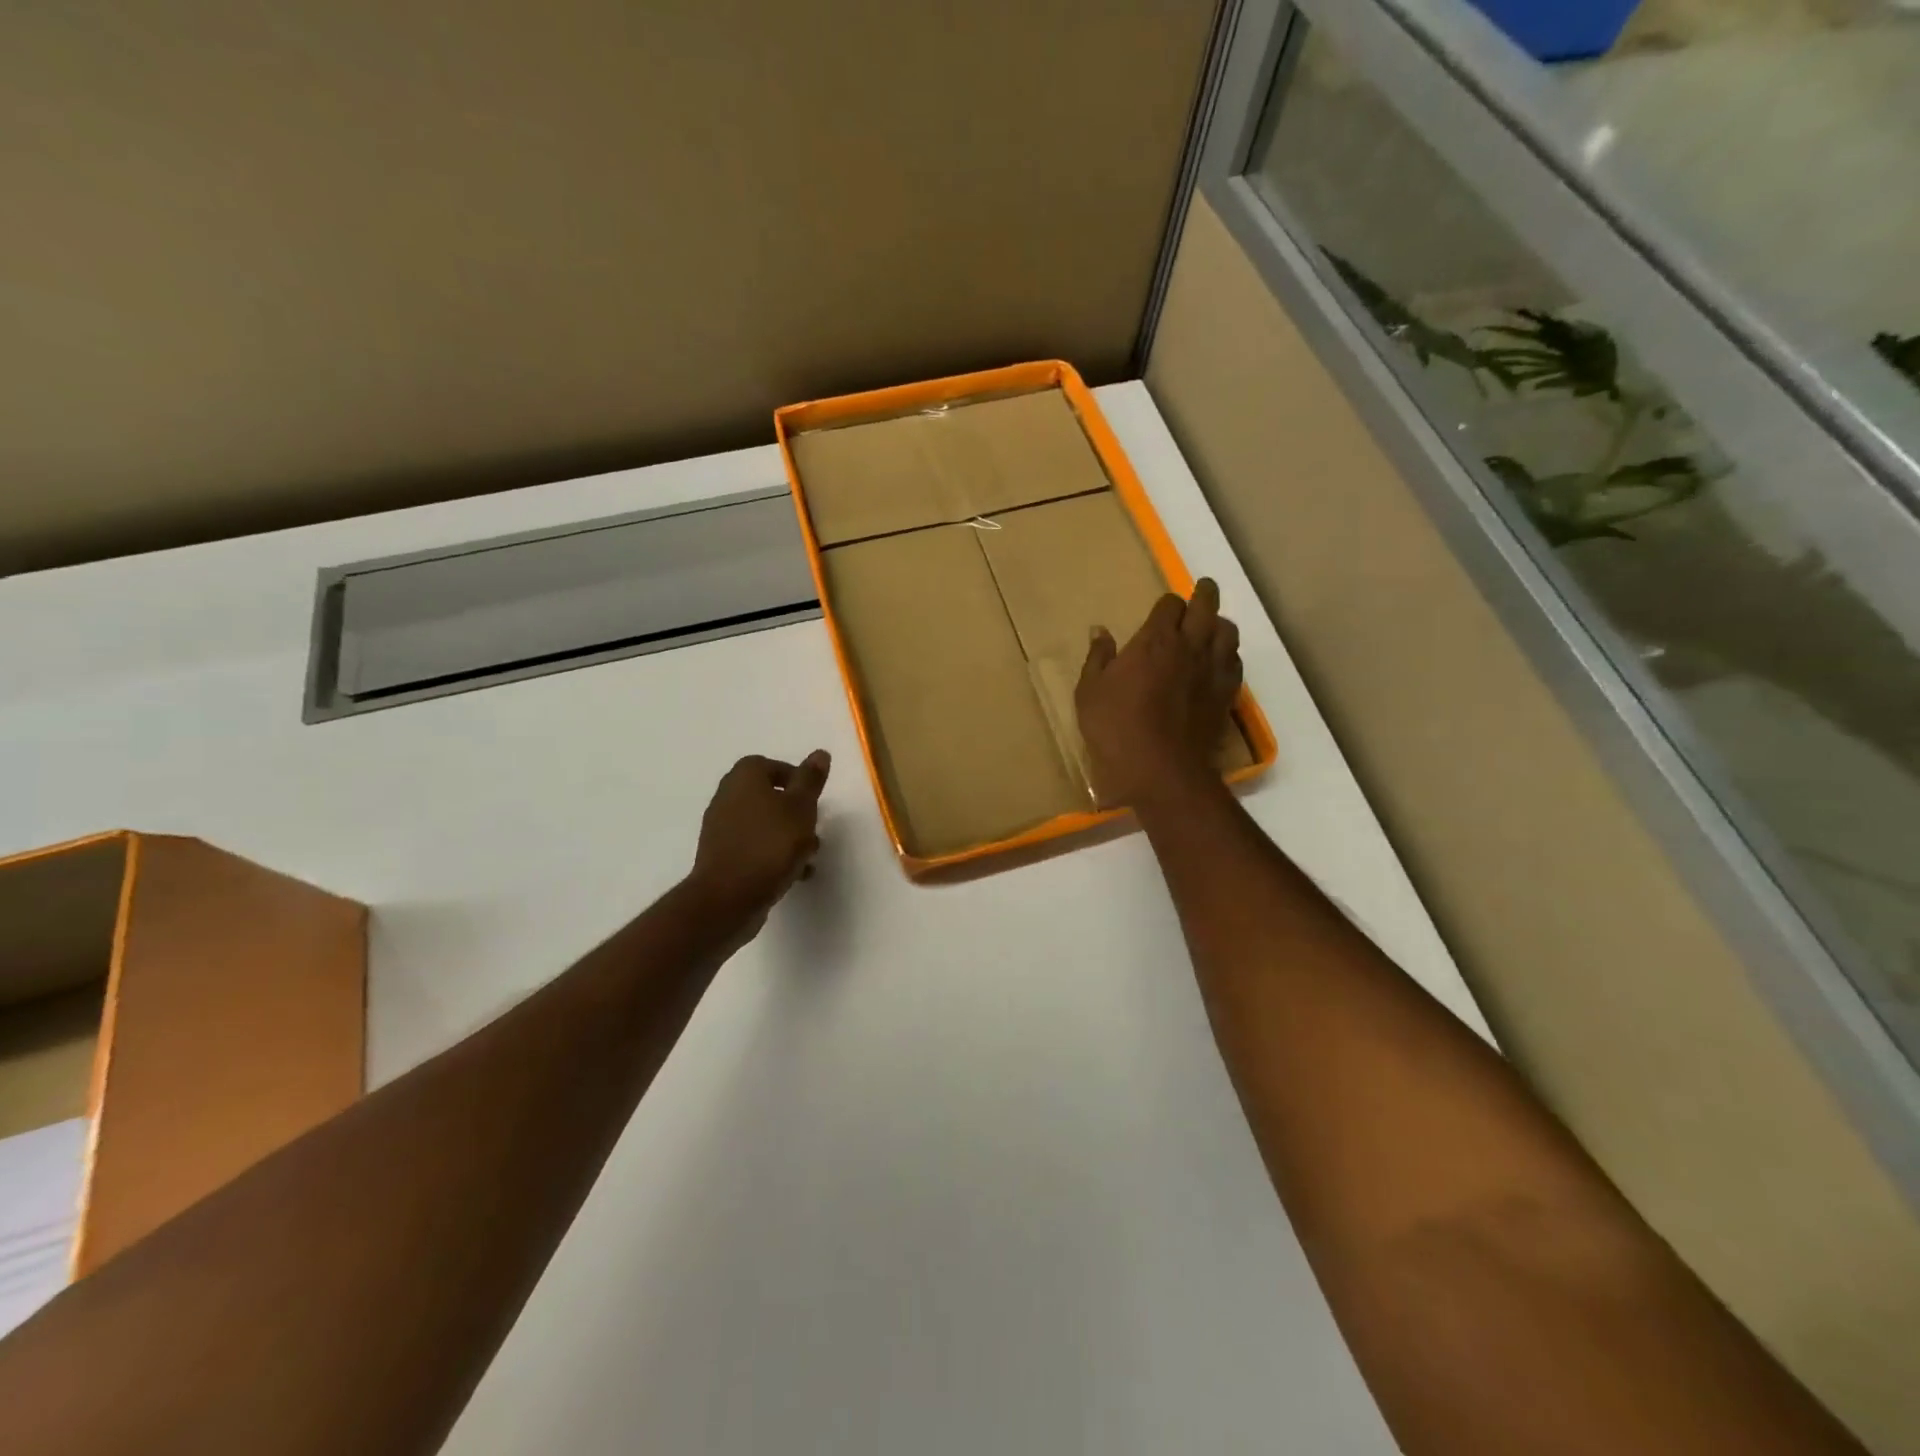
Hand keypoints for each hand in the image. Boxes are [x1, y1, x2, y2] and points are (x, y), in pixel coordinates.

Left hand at [688, 751, 831, 927]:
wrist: (728, 897)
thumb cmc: (770, 845)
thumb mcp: (801, 808)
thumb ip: (810, 780)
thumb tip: (819, 753)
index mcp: (744, 778)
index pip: (769, 764)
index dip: (794, 778)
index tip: (813, 797)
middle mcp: (727, 797)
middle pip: (766, 795)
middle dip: (793, 810)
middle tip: (813, 826)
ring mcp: (721, 828)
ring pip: (762, 823)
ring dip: (786, 835)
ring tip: (808, 855)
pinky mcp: (721, 856)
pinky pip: (753, 846)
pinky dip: (772, 854)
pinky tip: (792, 873)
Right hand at [1076, 578, 1241, 809]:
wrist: (1160, 769)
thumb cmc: (1115, 728)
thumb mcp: (1090, 692)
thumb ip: (1098, 658)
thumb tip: (1100, 631)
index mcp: (1155, 640)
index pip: (1170, 604)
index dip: (1167, 604)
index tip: (1163, 609)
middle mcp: (1189, 646)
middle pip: (1206, 607)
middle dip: (1204, 594)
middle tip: (1203, 589)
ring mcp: (1213, 670)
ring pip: (1227, 631)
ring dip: (1219, 624)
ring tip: (1212, 626)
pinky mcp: (1227, 694)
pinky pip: (1235, 662)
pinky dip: (1228, 654)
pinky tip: (1220, 661)